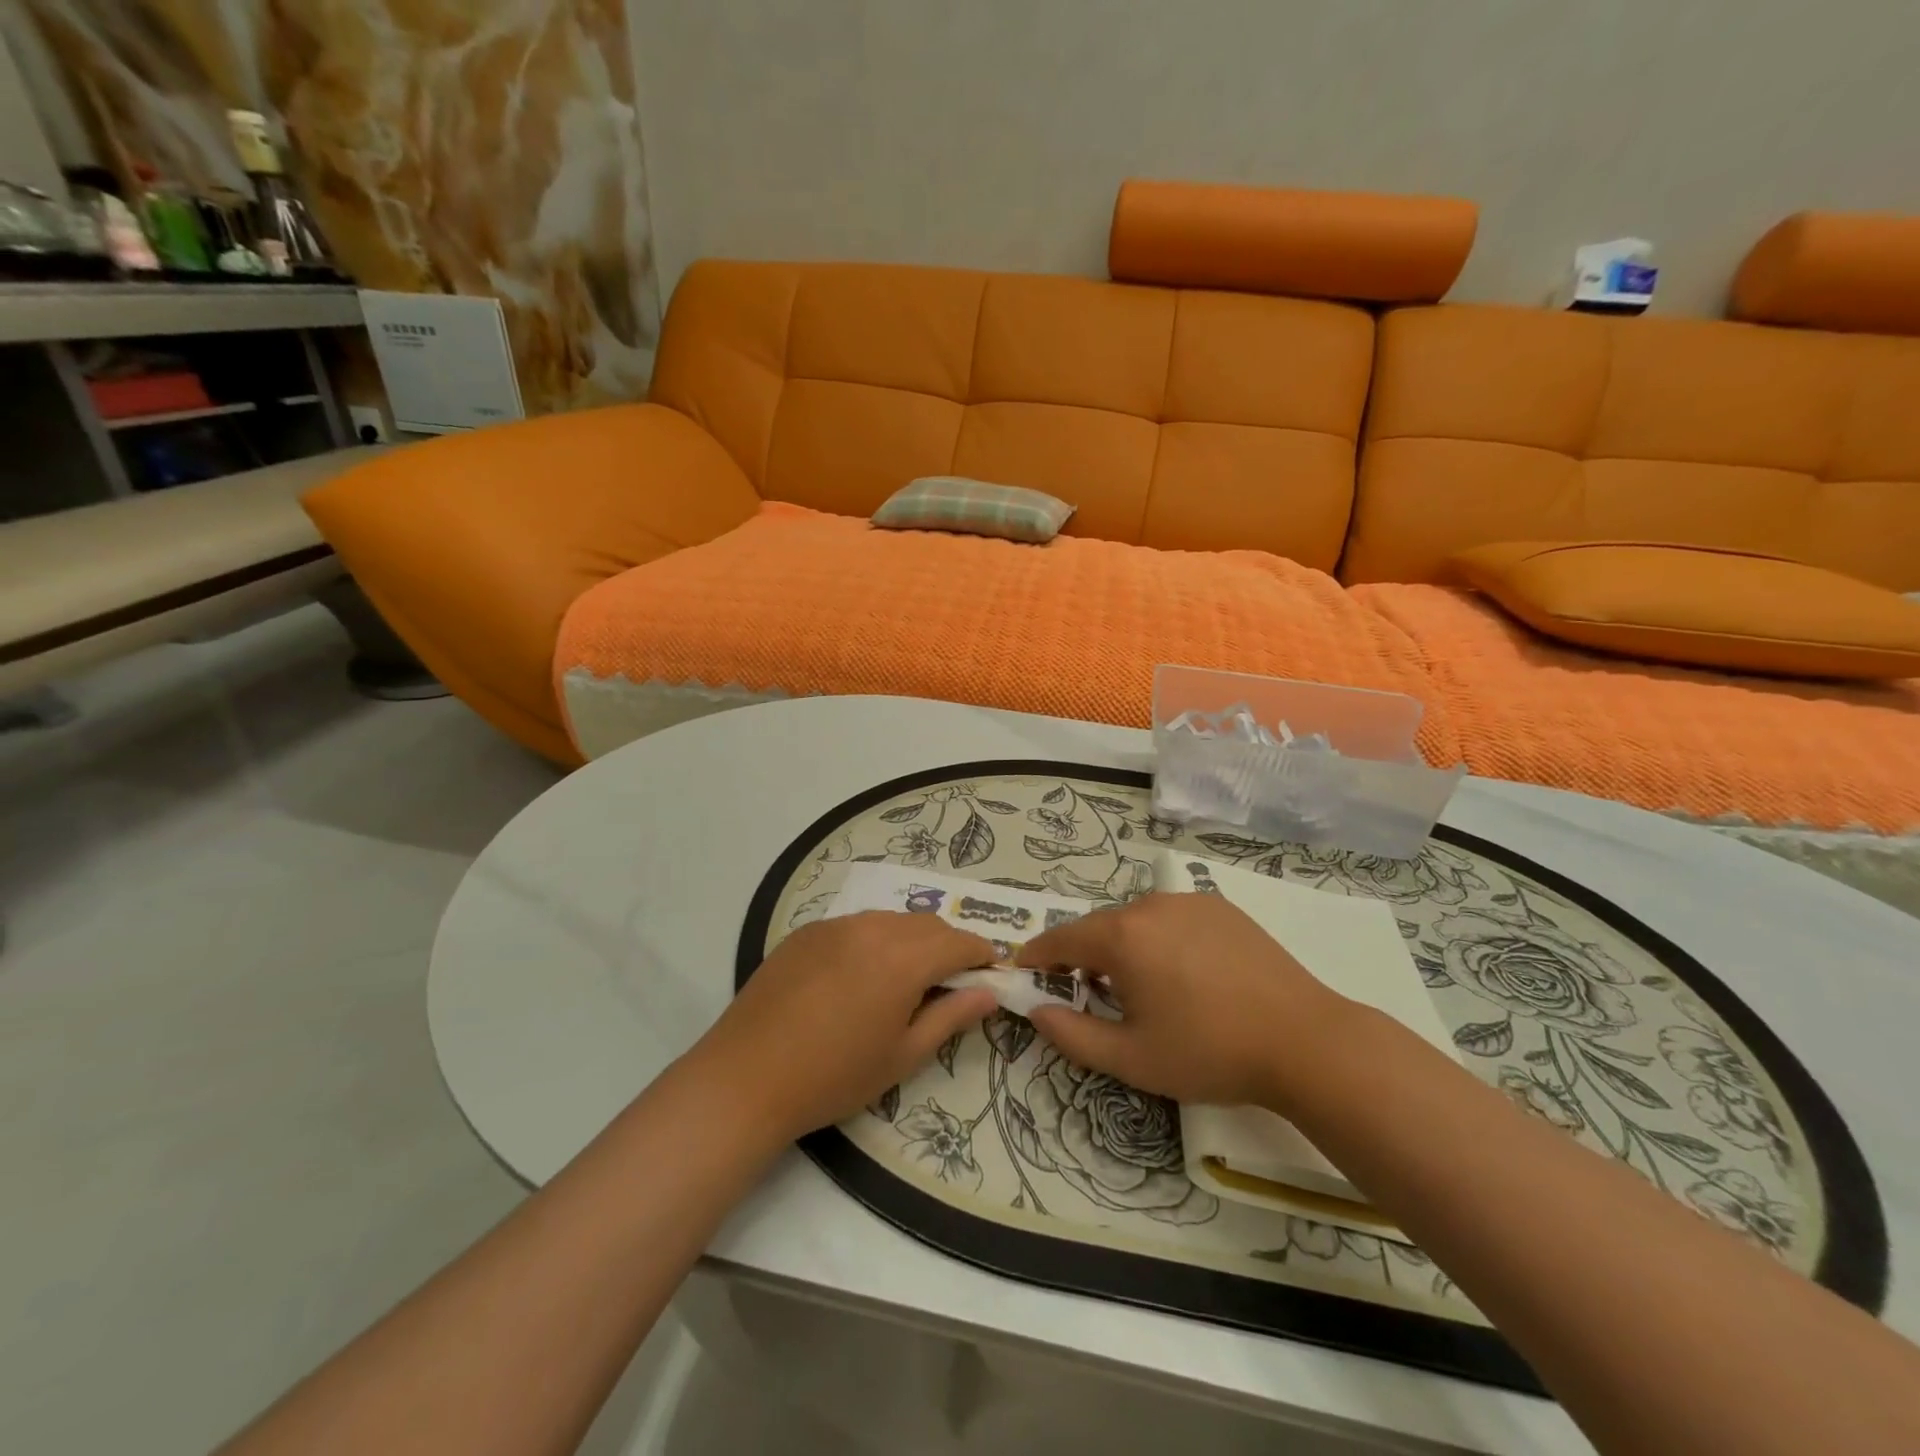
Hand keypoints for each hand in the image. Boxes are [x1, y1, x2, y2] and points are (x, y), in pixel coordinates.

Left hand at [691, 912, 998, 1142]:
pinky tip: (861, 975)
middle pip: (927, 925)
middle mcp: (872, 928)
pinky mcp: (807, 931)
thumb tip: (989, 993)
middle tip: (953, 980)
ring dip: (912, 940)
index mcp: (903, 959)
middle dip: (949, 945)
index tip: (992, 971)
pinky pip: (856, 925)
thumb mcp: (902, 1056)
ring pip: (891, 920)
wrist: (746, 1077)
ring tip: (907, 977)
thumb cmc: (834, 1076)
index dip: (982, 954)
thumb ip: (951, 1017)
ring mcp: (835, 925)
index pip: (959, 942)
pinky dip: (875, 940)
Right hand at [1016, 892, 1350, 1108]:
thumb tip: (1037, 1011)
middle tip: (1088, 993)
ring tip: (1143, 988)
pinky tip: (1186, 974)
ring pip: (1137, 920)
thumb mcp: (1132, 1058)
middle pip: (1100, 927)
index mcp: (1122, 936)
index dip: (1038, 954)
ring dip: (1125, 947)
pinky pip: (1173, 918)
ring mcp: (1190, 901)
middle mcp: (1150, 905)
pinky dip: (1161, 939)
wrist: (1305, 1041)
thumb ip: (1072, 1035)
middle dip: (1084, 955)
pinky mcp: (1222, 908)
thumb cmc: (1209, 1052)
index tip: (1024, 968)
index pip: (1061, 938)